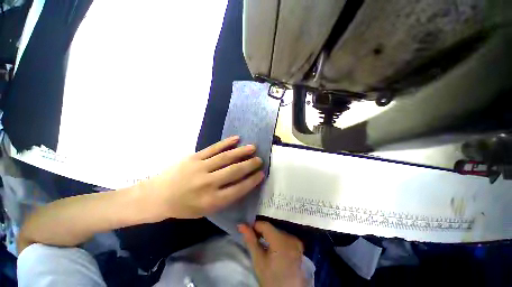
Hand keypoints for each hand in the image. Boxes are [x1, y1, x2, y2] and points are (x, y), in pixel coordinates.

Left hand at [138, 136, 264, 220]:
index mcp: (211, 200)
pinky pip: (213, 148)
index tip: (261, 174)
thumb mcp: (205, 210)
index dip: (252, 181)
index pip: (239, 188)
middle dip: (250, 164)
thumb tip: (243, 183)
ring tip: (253, 147)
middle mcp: (208, 183)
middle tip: (260, 160)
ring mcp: (200, 167)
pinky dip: (226, 143)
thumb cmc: (183, 207)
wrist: (157, 196)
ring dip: (241, 151)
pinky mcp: (194, 157)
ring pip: (226, 157)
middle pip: (234, 171)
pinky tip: (236, 139)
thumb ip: (225, 198)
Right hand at [239, 221, 306, 286]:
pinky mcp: (298, 245)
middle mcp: (291, 237)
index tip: (247, 231)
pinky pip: (284, 237)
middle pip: (272, 228)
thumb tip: (241, 225)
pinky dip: (277, 239)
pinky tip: (273, 248)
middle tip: (253, 239)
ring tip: (262, 245)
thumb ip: (250, 241)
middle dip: (262, 232)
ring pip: (277, 232)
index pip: (265, 225)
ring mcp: (296, 241)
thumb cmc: (271, 279)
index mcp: (281, 241)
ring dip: (269, 235)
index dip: (255, 226)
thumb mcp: (258, 261)